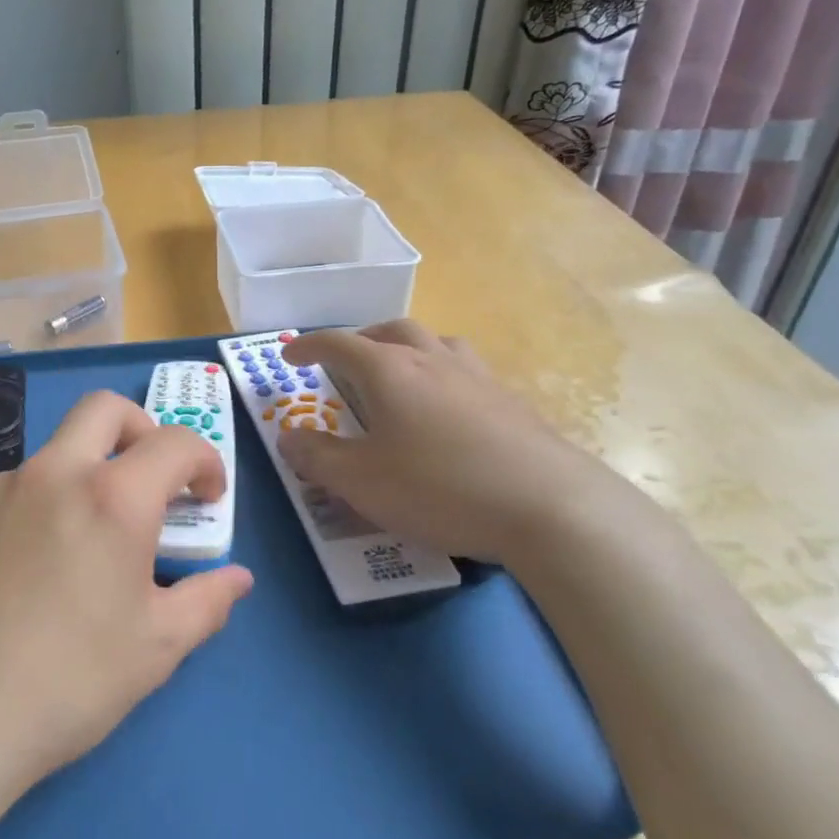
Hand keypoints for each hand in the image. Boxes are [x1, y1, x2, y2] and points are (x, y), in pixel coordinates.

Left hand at [0, 392, 253, 805]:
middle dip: (143, 429)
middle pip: (104, 409)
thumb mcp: (157, 647)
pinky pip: (26, 482)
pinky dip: (54, 495)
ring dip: (94, 465)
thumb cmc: (70, 680)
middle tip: (154, 481)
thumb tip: (236, 579)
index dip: (204, 462)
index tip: (209, 499)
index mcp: (112, 497)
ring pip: (61, 446)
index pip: (174, 443)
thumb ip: (207, 601)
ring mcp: (5, 488)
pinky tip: (48, 558)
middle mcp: (56, 473)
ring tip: (99, 534)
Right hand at [277, 320, 622, 563]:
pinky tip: (448, 411)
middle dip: (360, 339)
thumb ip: (317, 457)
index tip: (289, 354)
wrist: (550, 508)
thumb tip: (288, 436)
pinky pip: (467, 371)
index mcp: (390, 371)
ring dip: (407, 349)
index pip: (338, 343)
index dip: (308, 345)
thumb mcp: (360, 482)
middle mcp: (433, 361)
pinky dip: (443, 376)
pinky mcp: (512, 402)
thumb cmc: (439, 488)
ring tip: (400, 374)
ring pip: (436, 343)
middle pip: (392, 330)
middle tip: (346, 361)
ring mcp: (478, 378)